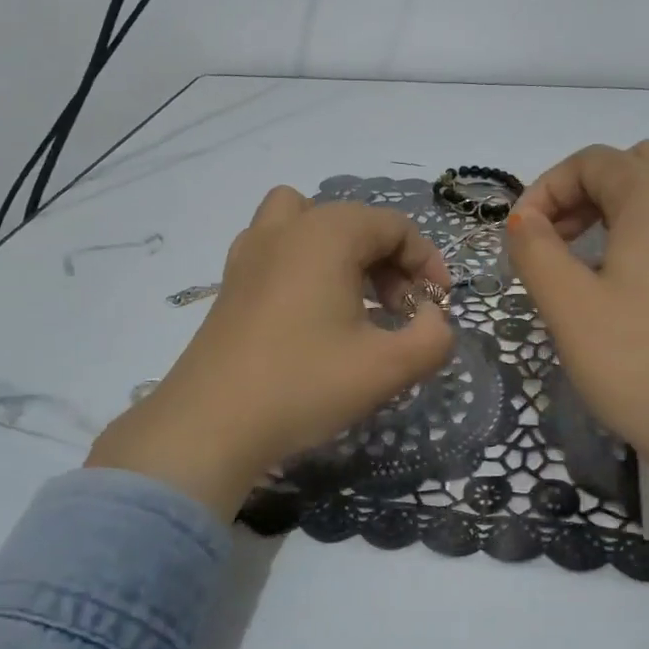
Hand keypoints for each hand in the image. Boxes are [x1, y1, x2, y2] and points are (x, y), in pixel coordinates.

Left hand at [86, 188, 454, 517]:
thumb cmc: (304, 385)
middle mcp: (286, 228)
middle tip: (401, 311)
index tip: (438, 306)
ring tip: (356, 301)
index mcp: (327, 234)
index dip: (427, 263)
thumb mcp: (388, 367)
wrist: (210, 425)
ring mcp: (249, 252)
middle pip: (355, 222)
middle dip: (390, 261)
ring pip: (309, 225)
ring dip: (343, 252)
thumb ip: (432, 337)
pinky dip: (307, 265)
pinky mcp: (230, 282)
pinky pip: (279, 249)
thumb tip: (430, 318)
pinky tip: (314, 315)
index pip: (395, 227)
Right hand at [506, 141, 648, 579]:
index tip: (524, 235)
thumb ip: (534, 249)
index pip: (593, 162)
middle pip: (638, 164)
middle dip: (591, 191)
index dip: (548, 189)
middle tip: (562, 242)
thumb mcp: (567, 305)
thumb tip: (523, 218)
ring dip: (640, 199)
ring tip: (615, 245)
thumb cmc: (637, 362)